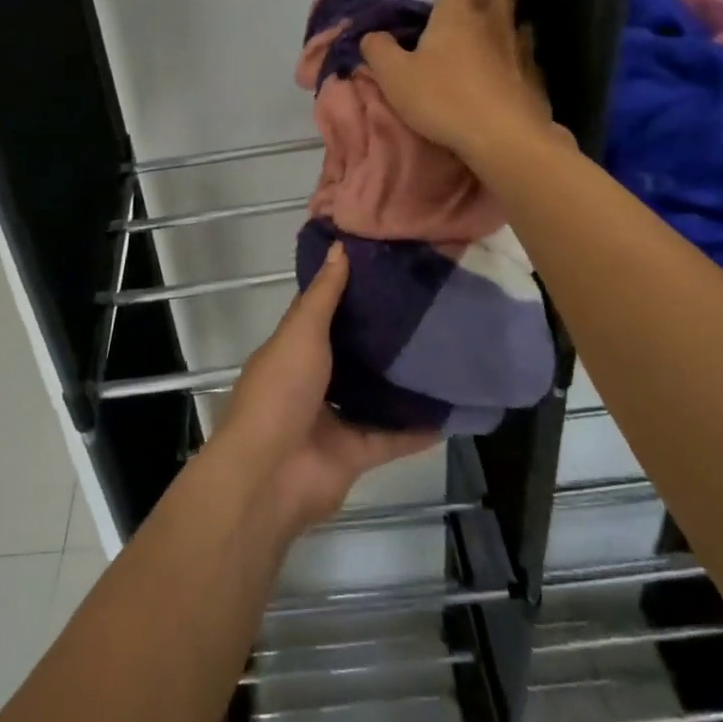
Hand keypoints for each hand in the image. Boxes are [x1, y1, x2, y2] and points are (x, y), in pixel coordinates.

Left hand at [212, 244, 437, 533]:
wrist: (271, 474)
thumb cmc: (280, 391)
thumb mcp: (300, 332)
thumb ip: (323, 294)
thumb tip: (339, 246)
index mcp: (292, 350)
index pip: (321, 313)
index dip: (346, 291)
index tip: (383, 269)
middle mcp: (312, 382)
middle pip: (350, 354)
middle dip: (379, 337)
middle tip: (423, 308)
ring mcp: (332, 420)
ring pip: (372, 396)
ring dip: (399, 382)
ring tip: (441, 354)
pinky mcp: (355, 455)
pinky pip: (392, 438)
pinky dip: (418, 429)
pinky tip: (450, 411)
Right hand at [360, 0, 553, 163]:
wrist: (504, 138)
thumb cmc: (444, 99)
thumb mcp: (395, 77)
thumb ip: (378, 50)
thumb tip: (371, 35)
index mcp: (460, 10)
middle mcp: (495, 18)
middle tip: (462, 8)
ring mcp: (521, 45)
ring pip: (516, 18)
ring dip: (501, 21)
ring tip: (482, 39)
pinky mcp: (536, 74)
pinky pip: (526, 52)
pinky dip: (514, 54)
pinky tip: (501, 72)